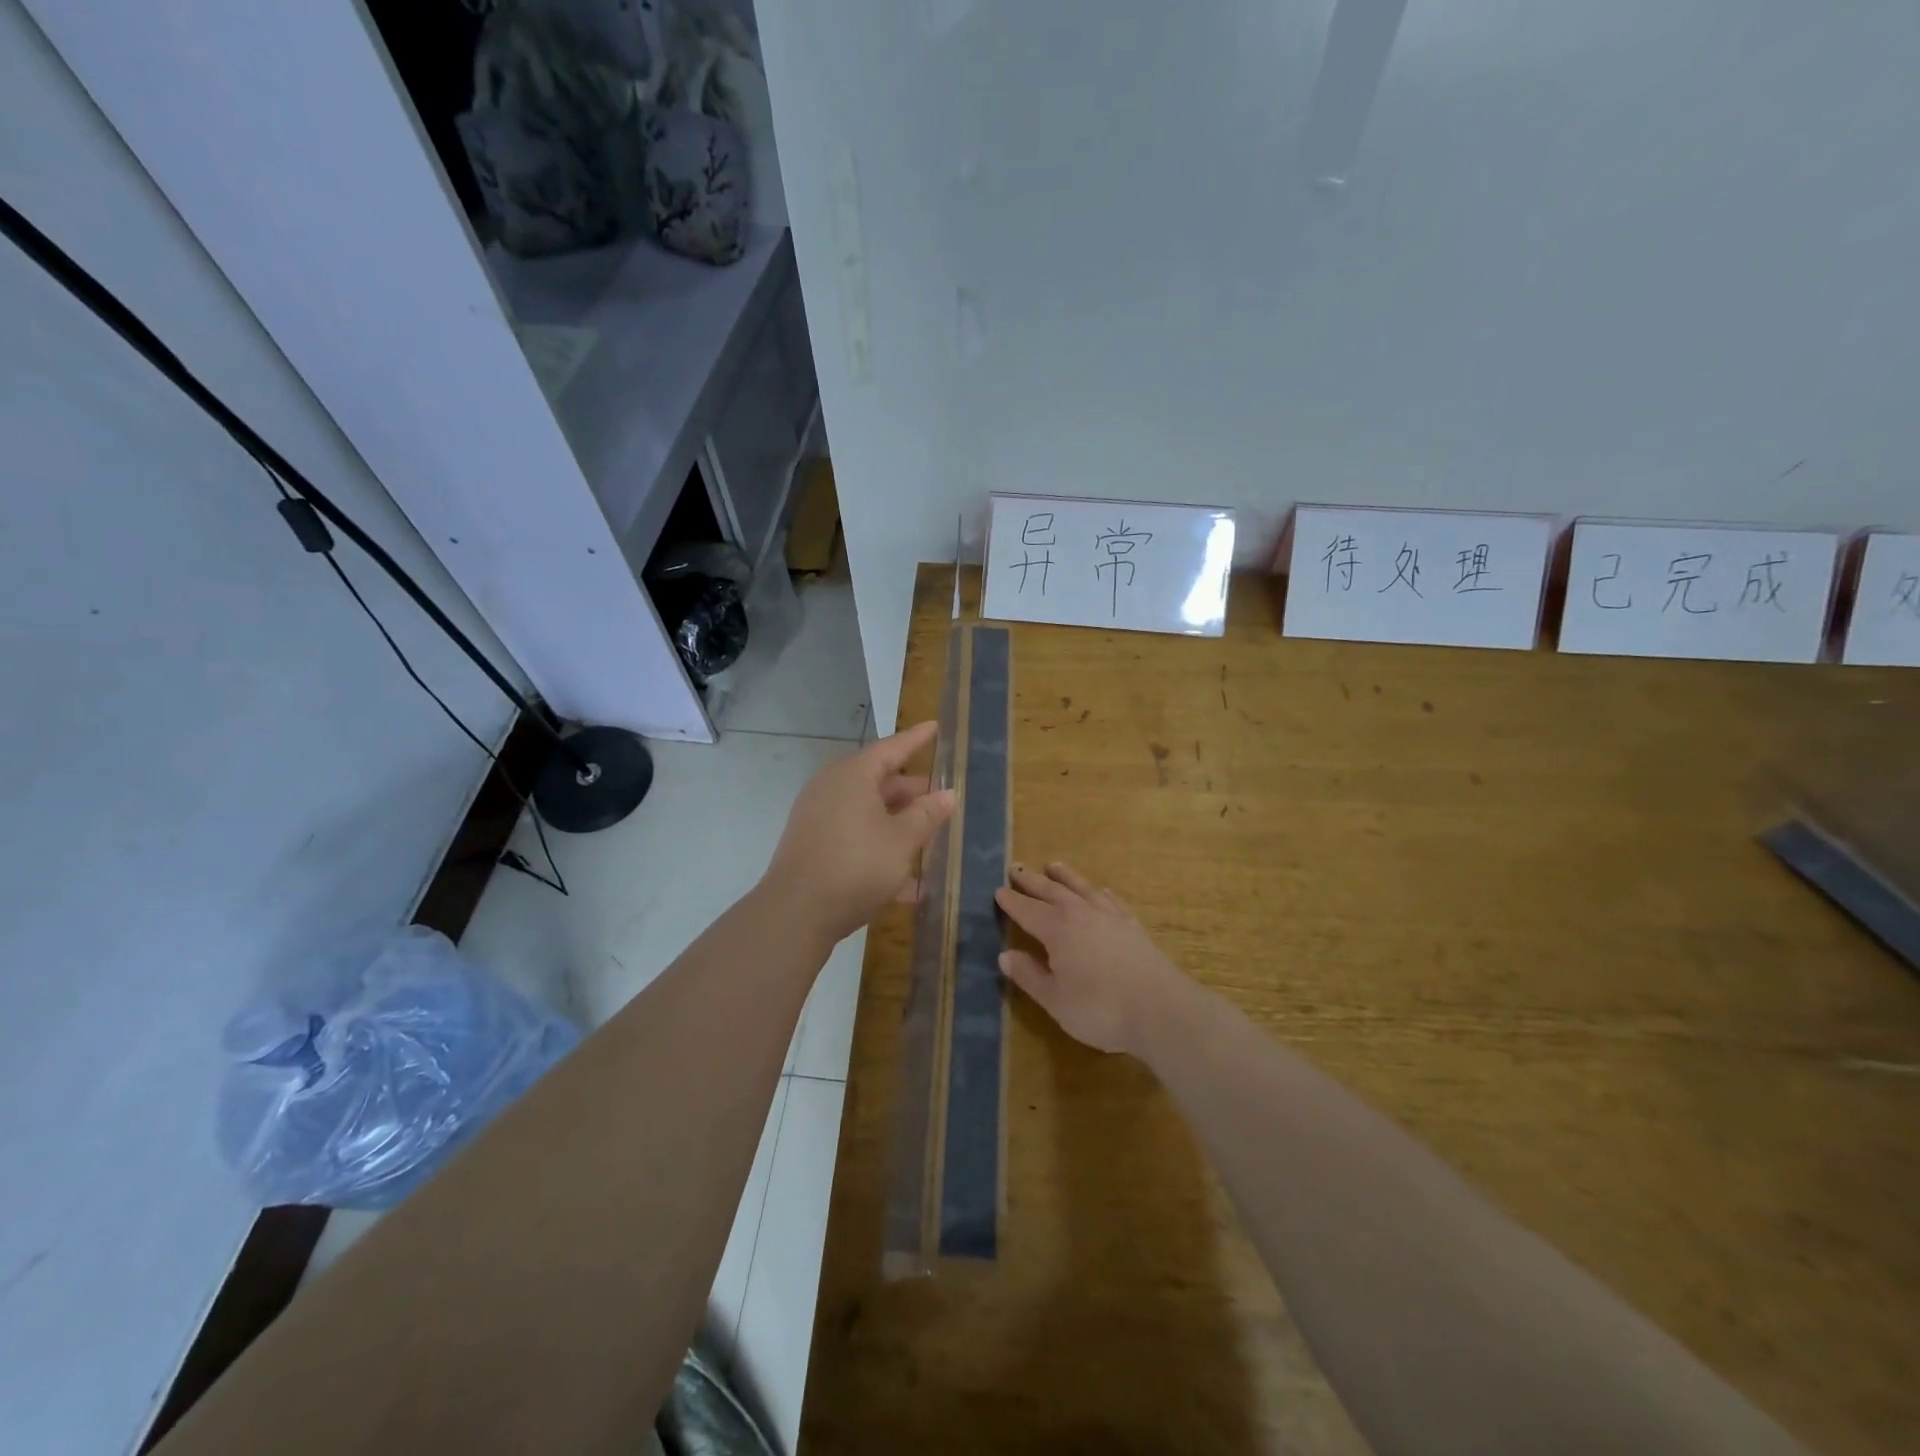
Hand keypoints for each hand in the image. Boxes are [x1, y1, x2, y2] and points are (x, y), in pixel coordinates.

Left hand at [762, 721, 957, 944]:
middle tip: (941, 796)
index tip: (935, 727)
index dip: (917, 739)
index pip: (892, 747)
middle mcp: (832, 787)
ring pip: (867, 811)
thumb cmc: (856, 866)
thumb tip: (948, 793)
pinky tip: (907, 881)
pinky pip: (854, 835)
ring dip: (898, 823)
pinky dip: (879, 846)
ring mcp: (818, 816)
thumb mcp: (902, 840)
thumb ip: (927, 815)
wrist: (795, 912)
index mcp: (853, 774)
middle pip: (879, 780)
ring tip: (929, 838)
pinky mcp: (812, 844)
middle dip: (912, 791)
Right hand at [994, 862, 1190, 1056]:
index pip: (1027, 911)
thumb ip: (1029, 976)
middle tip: (1016, 867)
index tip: (998, 891)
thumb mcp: (1055, 1000)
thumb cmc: (1100, 1009)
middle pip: (1051, 892)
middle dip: (1032, 881)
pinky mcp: (1133, 926)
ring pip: (1082, 888)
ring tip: (1053, 865)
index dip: (1011, 902)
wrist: (1161, 1009)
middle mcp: (1081, 914)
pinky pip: (1111, 900)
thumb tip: (1005, 955)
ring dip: (1065, 877)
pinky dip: (1100, 893)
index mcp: (1056, 929)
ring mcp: (1110, 916)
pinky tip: (1100, 891)